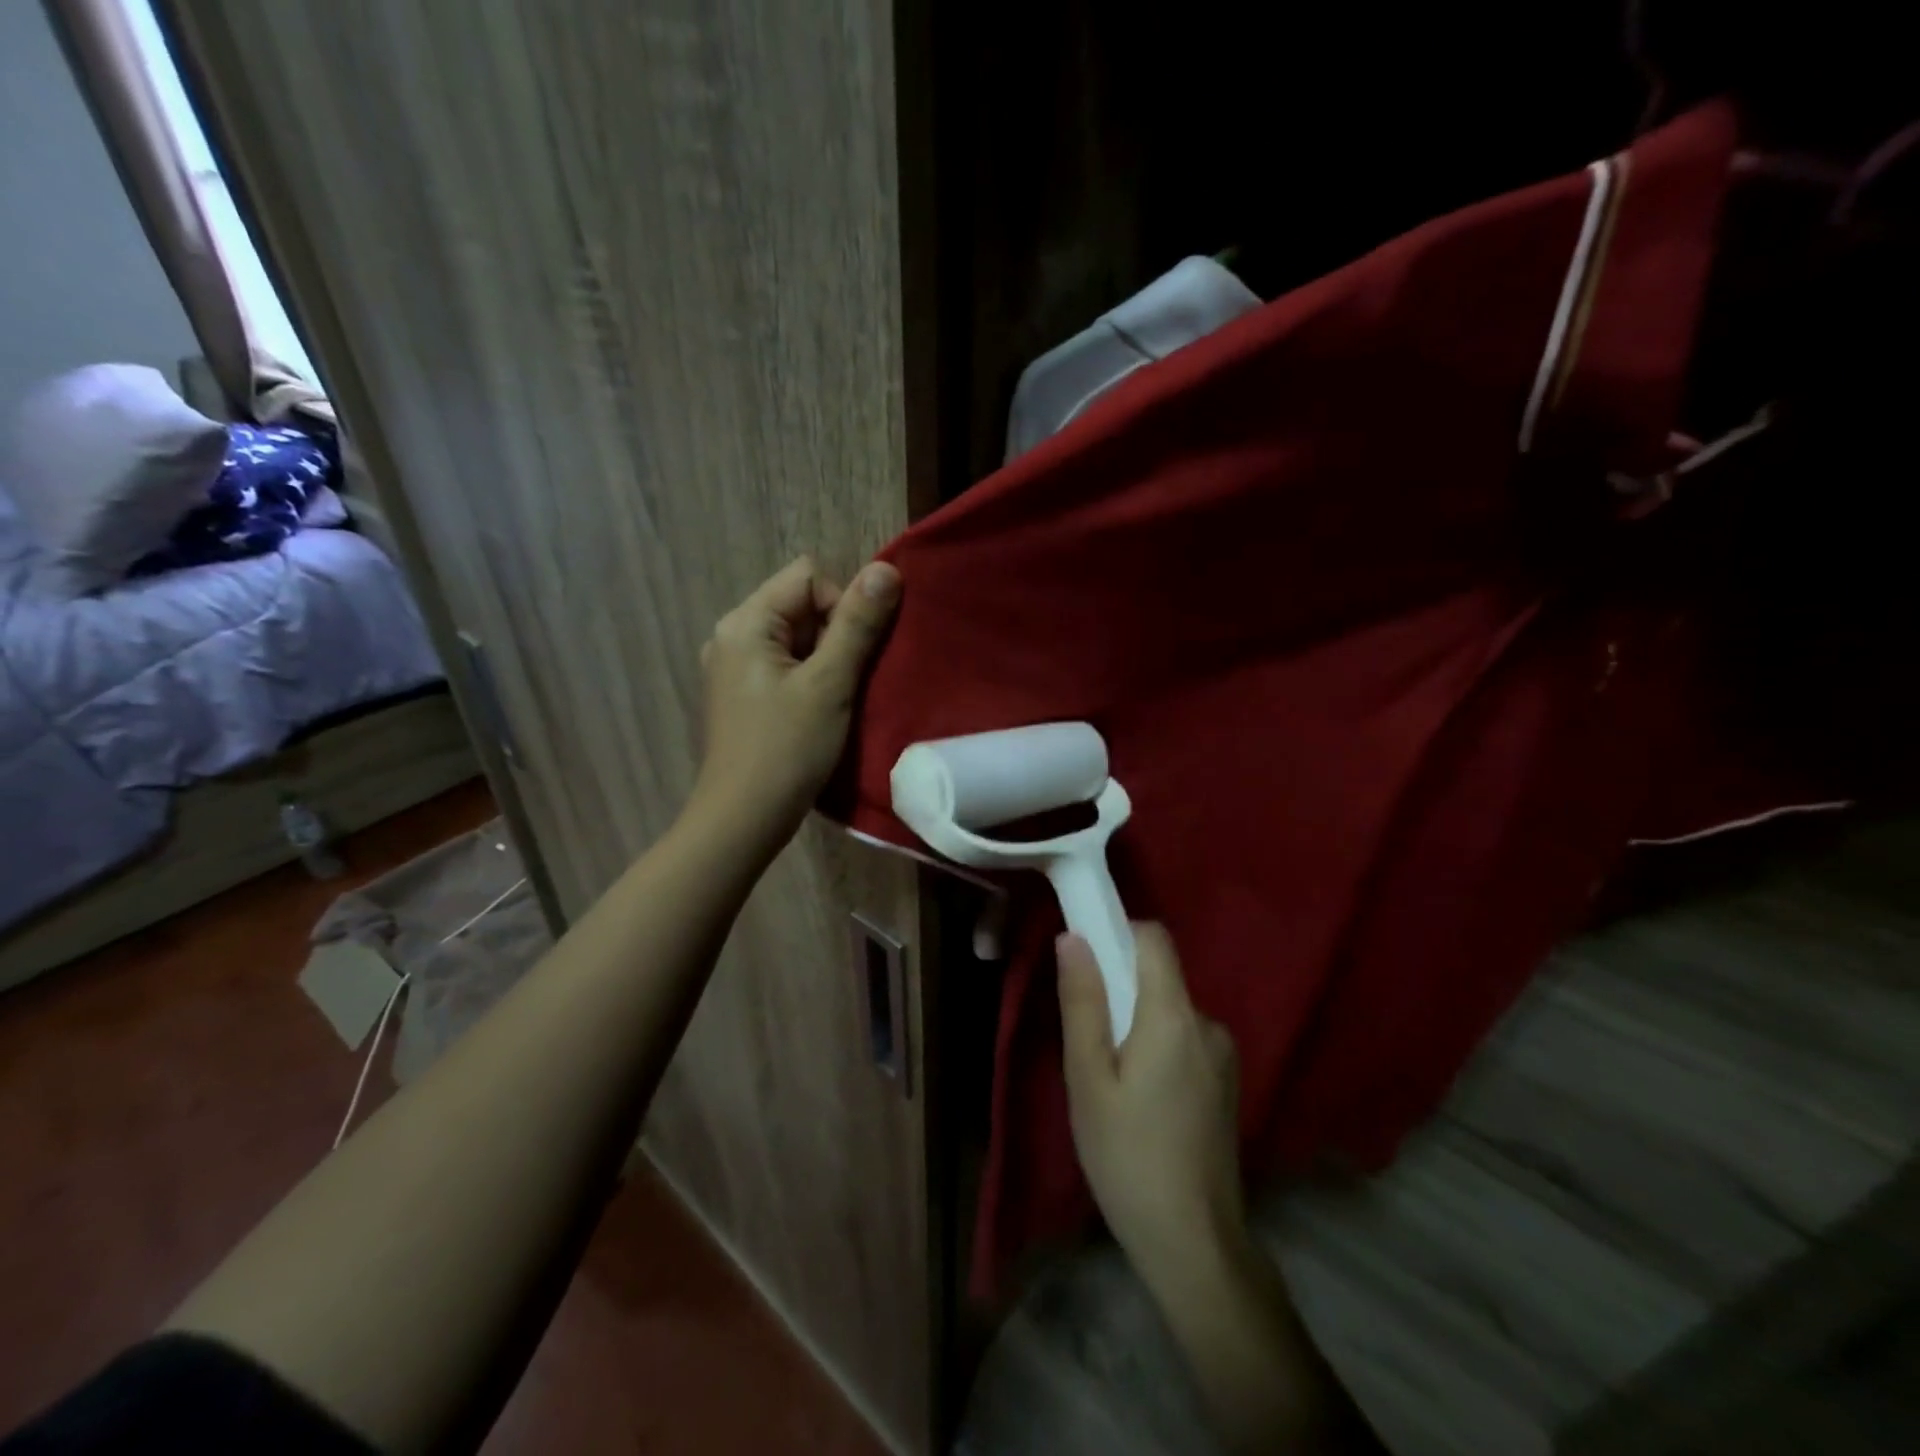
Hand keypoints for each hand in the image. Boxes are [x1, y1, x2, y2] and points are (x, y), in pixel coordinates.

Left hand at [690, 555, 900, 850]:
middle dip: (834, 635)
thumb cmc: (787, 749)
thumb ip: (858, 624)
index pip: (807, 576)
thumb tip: (886, 569)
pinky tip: (817, 713)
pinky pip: (784, 666)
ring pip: (796, 639)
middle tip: (844, 682)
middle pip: (800, 605)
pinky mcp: (741, 696)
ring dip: (826, 660)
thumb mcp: (830, 683)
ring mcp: (733, 668)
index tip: (849, 655)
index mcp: (745, 622)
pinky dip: (809, 680)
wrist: (742, 820)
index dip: (841, 605)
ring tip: (834, 701)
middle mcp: (731, 636)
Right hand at [1059, 925, 1247, 1281]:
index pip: (1154, 938)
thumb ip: (1082, 1003)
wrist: (1194, 1244)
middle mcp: (1208, 1024)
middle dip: (1119, 992)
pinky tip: (1141, 1101)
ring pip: (1169, 1012)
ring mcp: (1224, 1056)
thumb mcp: (1088, 1078)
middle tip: (1088, 1045)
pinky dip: (1157, 1049)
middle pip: (1159, 977)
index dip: (1118, 934)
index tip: (1085, 959)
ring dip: (1137, 1026)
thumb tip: (1072, 937)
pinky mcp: (1228, 1084)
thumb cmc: (1127, 1156)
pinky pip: (1184, 1041)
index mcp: (1175, 1016)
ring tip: (1111, 1082)